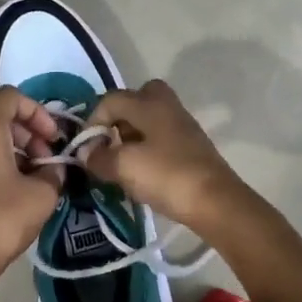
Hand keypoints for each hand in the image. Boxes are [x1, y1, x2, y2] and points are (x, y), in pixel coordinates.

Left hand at [0, 87, 63, 275]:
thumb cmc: (1, 219)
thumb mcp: (42, 194)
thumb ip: (53, 172)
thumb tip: (53, 167)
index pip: (11, 97)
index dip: (38, 111)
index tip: (53, 138)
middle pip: (0, 120)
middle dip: (30, 135)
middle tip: (48, 162)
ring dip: (17, 154)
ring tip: (36, 182)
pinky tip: (16, 195)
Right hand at [84, 80, 246, 233]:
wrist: (215, 202)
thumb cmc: (166, 176)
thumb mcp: (123, 166)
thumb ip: (99, 157)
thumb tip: (86, 152)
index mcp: (149, 104)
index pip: (110, 100)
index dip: (92, 122)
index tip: (87, 149)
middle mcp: (167, 106)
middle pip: (137, 99)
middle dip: (118, 118)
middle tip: (111, 143)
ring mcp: (183, 126)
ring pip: (150, 118)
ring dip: (133, 135)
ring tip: (123, 162)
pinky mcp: (192, 146)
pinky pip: (162, 137)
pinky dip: (148, 148)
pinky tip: (143, 172)